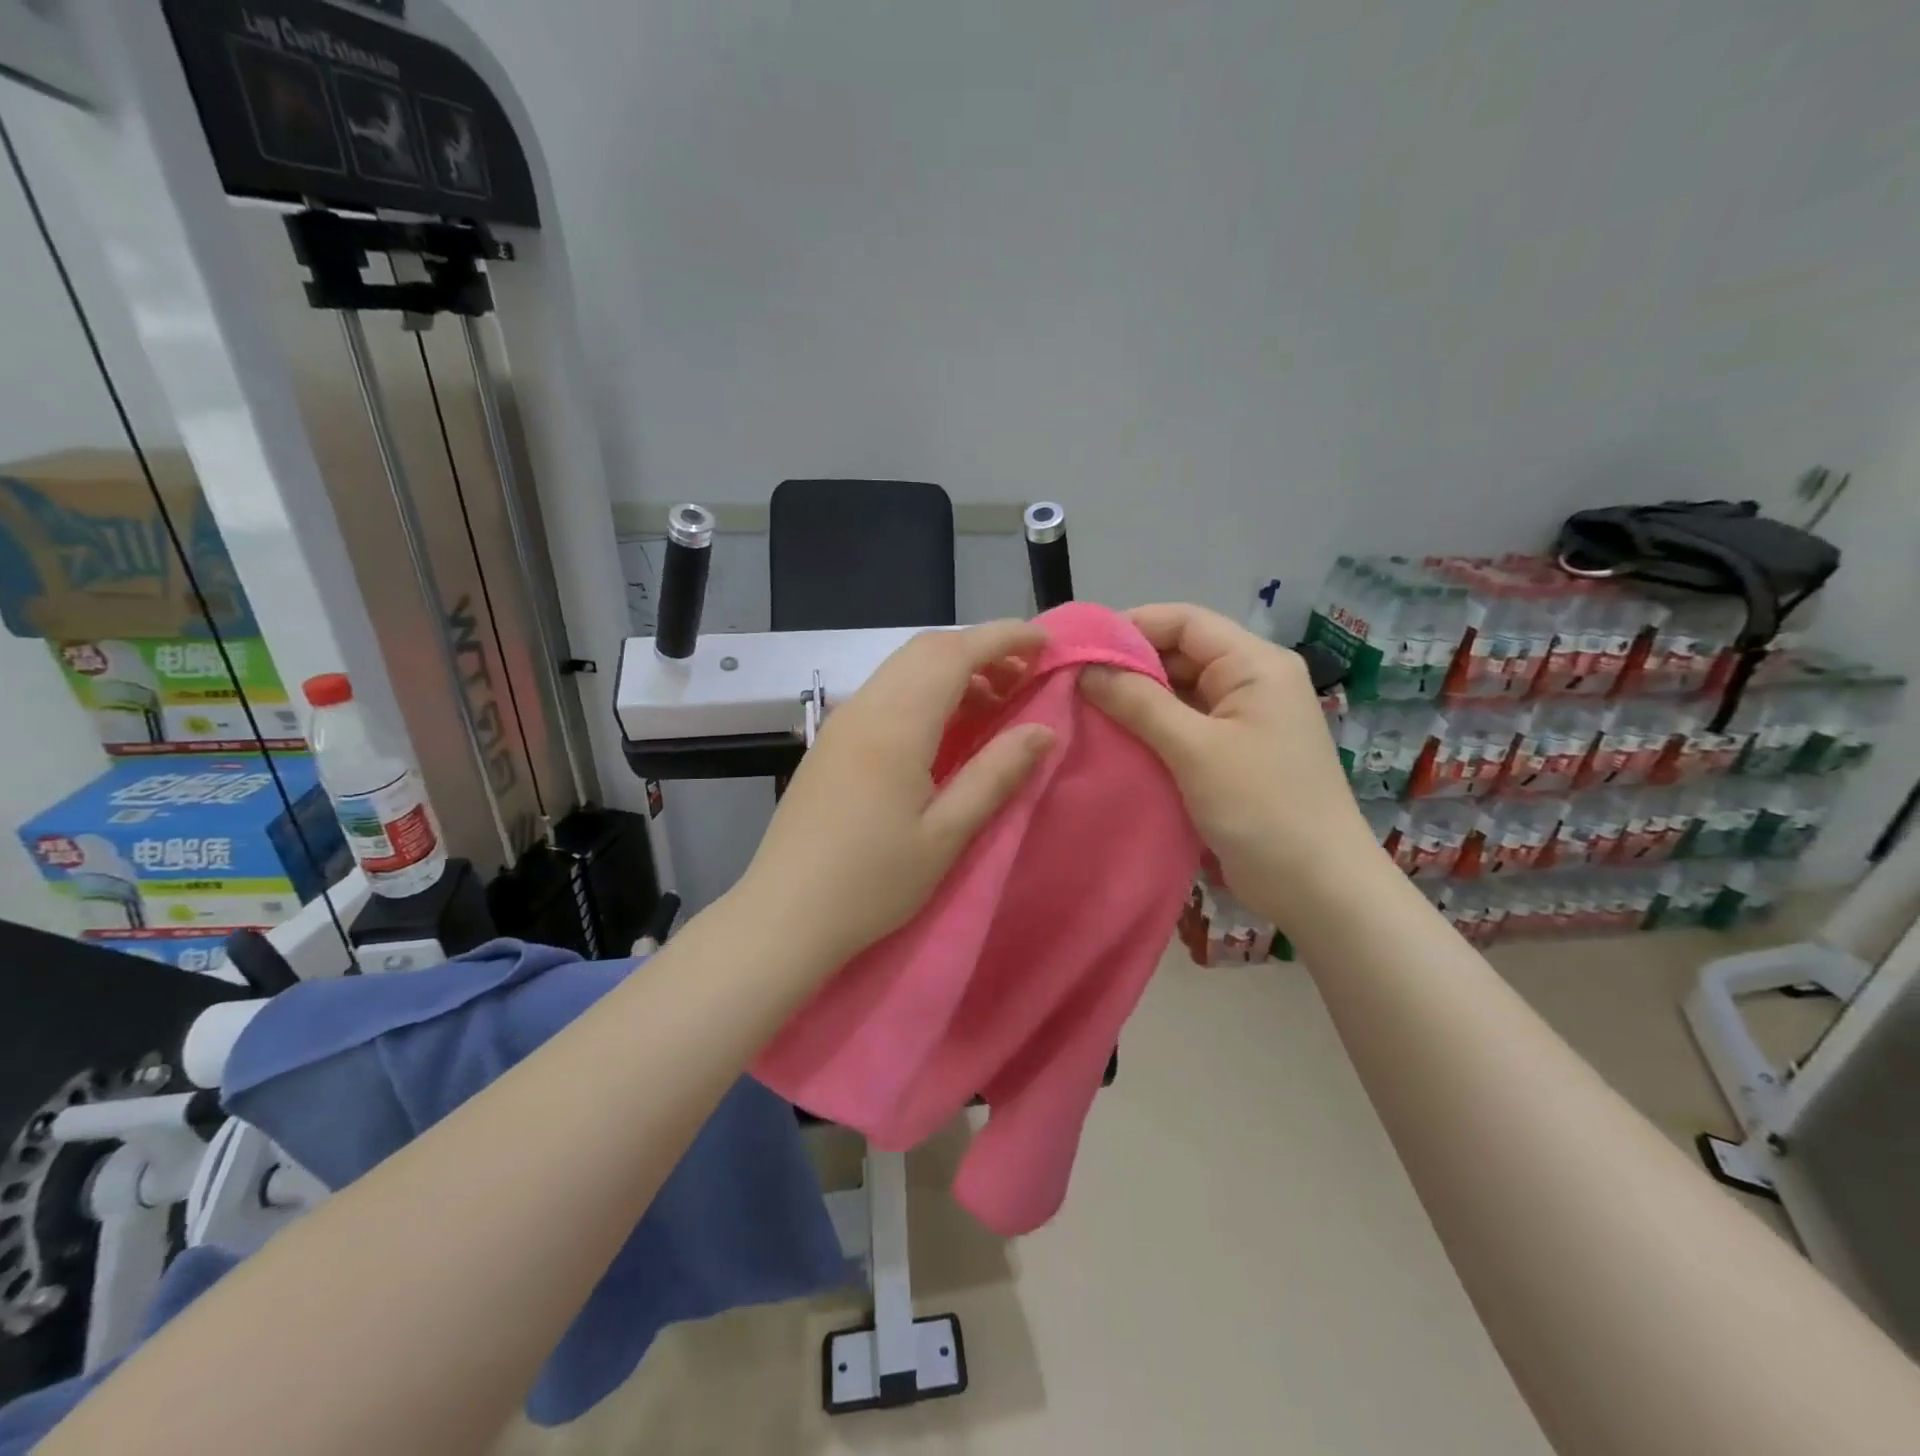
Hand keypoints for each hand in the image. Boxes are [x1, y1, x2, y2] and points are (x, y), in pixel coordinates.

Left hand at [735, 621, 1055, 975]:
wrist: (783, 915)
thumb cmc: (870, 883)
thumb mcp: (945, 835)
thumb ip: (995, 774)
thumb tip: (1044, 730)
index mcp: (895, 725)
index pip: (954, 653)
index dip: (1003, 638)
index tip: (1045, 643)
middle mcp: (864, 708)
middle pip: (926, 650)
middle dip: (980, 649)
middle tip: (1025, 677)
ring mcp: (841, 723)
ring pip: (903, 669)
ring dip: (952, 670)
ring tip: (995, 704)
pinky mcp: (831, 742)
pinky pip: (886, 693)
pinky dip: (925, 691)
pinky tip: (946, 729)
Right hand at [1080, 603, 1383, 926]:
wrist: (1318, 888)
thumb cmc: (1262, 808)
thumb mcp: (1195, 749)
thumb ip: (1139, 703)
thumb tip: (1086, 669)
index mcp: (1255, 665)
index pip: (1185, 621)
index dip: (1131, 626)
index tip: (1079, 646)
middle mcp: (1251, 683)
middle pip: (1181, 654)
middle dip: (1128, 665)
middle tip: (1072, 682)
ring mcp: (1243, 721)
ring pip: (1179, 692)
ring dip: (1136, 700)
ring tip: (1083, 709)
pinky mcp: (1232, 755)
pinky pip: (1184, 727)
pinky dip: (1150, 729)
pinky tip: (1113, 740)